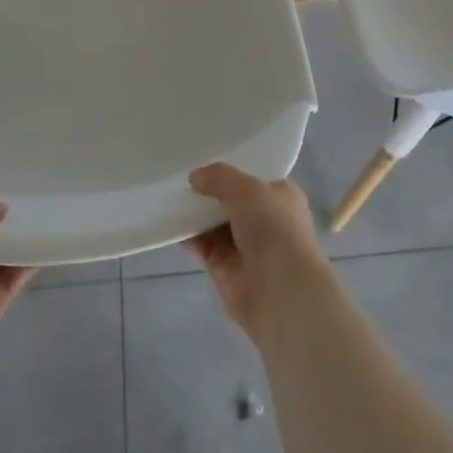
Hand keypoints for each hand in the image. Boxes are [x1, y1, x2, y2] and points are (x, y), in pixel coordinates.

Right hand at [185, 163, 333, 341]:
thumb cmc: (274, 229)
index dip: (232, 170)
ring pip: (216, 224)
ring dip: (197, 214)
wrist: (281, 292)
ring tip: (171, 197)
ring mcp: (246, 246)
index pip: (255, 178)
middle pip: (232, 201)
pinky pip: (205, 247)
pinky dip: (190, 237)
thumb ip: (219, 177)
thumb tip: (195, 177)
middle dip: (210, 192)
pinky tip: (173, 225)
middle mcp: (266, 220)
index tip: (205, 161)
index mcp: (281, 196)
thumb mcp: (247, 189)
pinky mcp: (227, 270)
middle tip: (181, 177)